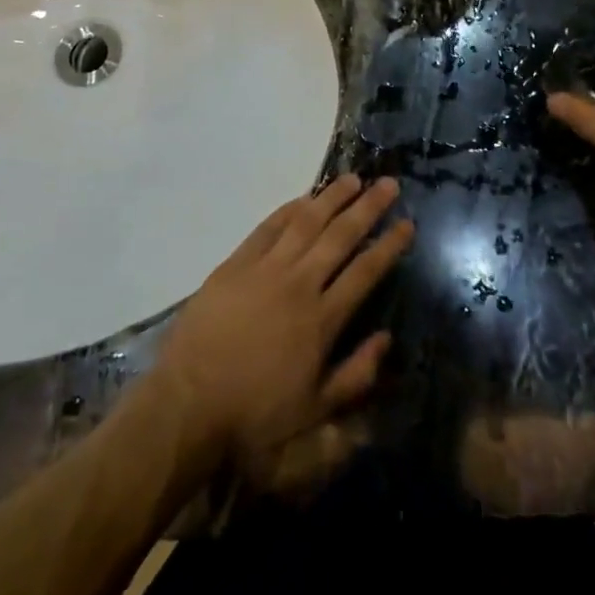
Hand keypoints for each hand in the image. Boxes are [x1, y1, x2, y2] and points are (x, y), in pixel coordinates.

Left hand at [152, 175, 412, 474]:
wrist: (188, 405)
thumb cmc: (254, 415)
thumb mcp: (314, 412)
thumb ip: (355, 376)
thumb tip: (386, 340)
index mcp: (322, 320)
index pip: (365, 272)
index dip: (388, 246)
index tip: (407, 223)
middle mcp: (299, 284)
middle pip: (340, 236)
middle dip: (368, 208)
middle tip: (389, 184)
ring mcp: (265, 270)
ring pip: (306, 222)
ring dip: (332, 198)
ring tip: (353, 179)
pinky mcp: (235, 264)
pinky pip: (268, 228)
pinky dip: (289, 209)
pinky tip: (304, 198)